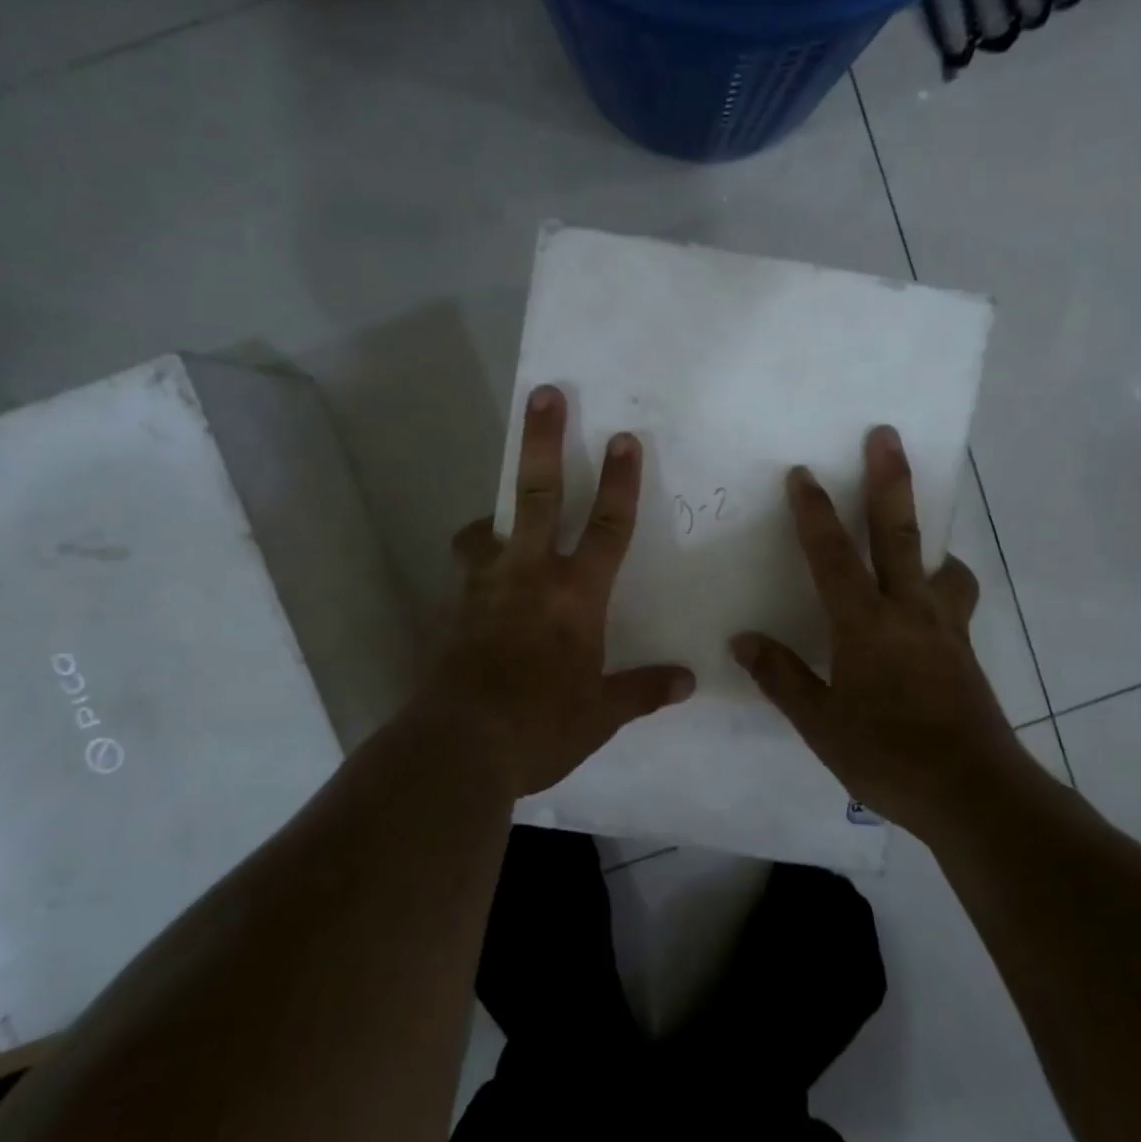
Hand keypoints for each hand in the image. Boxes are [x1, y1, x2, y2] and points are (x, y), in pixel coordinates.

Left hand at [426, 385, 694, 798]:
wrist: (459, 746)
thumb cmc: (541, 726)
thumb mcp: (600, 714)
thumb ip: (643, 691)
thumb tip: (688, 681)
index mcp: (576, 596)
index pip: (609, 527)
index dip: (621, 482)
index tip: (624, 437)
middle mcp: (530, 576)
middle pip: (538, 494)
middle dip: (544, 441)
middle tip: (544, 395)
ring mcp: (484, 588)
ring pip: (486, 529)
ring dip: (494, 515)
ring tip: (496, 523)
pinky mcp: (452, 609)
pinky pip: (466, 573)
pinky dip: (476, 568)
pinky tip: (481, 590)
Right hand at [729, 426, 1022, 838]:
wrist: (974, 793)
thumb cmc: (888, 756)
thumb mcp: (821, 724)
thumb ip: (782, 677)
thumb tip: (743, 639)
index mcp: (865, 625)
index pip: (833, 556)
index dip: (814, 513)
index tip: (802, 472)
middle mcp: (909, 612)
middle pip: (899, 534)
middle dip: (889, 481)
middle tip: (887, 435)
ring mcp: (944, 628)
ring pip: (940, 565)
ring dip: (929, 538)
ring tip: (918, 535)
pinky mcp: (965, 649)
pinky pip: (954, 600)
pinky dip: (944, 585)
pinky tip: (930, 604)